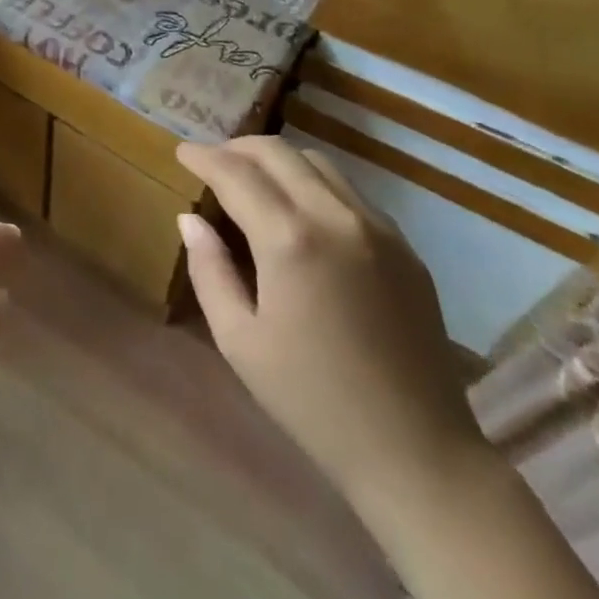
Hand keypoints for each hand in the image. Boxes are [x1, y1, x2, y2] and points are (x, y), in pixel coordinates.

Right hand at [175, 137, 485, 508]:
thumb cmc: (311, 400)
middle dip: (237, 147)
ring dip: (278, 160)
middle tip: (212, 161)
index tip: (182, 152)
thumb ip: (209, 270)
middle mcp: (336, 217)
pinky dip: (314, 183)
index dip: (203, 157)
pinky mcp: (405, 247)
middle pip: (278, 152)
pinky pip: (350, 192)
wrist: (416, 451)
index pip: (236, 173)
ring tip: (253, 179)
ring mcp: (378, 228)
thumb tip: (190, 219)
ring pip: (319, 163)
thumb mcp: (239, 340)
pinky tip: (300, 211)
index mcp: (290, 240)